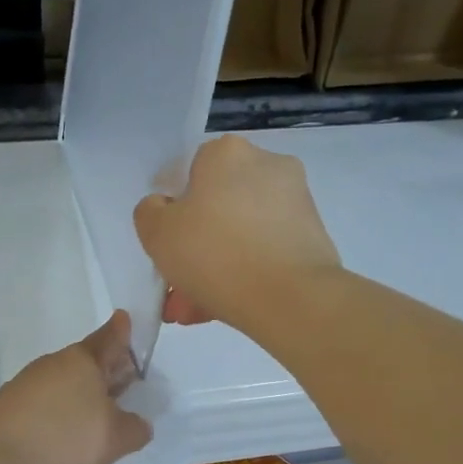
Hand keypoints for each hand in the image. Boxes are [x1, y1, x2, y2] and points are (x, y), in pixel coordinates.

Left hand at [0, 311, 152, 463]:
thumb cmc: (63, 438)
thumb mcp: (114, 439)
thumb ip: (134, 429)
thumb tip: (139, 424)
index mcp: (84, 361)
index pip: (109, 339)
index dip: (120, 330)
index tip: (123, 317)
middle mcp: (54, 365)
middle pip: (87, 362)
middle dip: (106, 369)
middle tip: (125, 376)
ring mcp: (28, 385)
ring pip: (65, 382)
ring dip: (82, 393)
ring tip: (100, 412)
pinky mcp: (10, 408)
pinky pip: (46, 403)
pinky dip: (61, 412)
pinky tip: (66, 433)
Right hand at [134, 135, 340, 328]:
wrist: (291, 298)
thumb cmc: (215, 254)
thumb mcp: (156, 233)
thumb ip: (150, 213)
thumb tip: (164, 208)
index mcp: (227, 153)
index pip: (189, 173)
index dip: (173, 211)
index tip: (166, 245)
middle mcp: (266, 165)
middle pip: (216, 208)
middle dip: (193, 250)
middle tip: (176, 288)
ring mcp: (295, 201)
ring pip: (239, 235)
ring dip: (214, 269)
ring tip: (193, 310)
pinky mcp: (312, 237)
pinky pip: (264, 252)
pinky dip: (244, 275)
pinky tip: (221, 309)